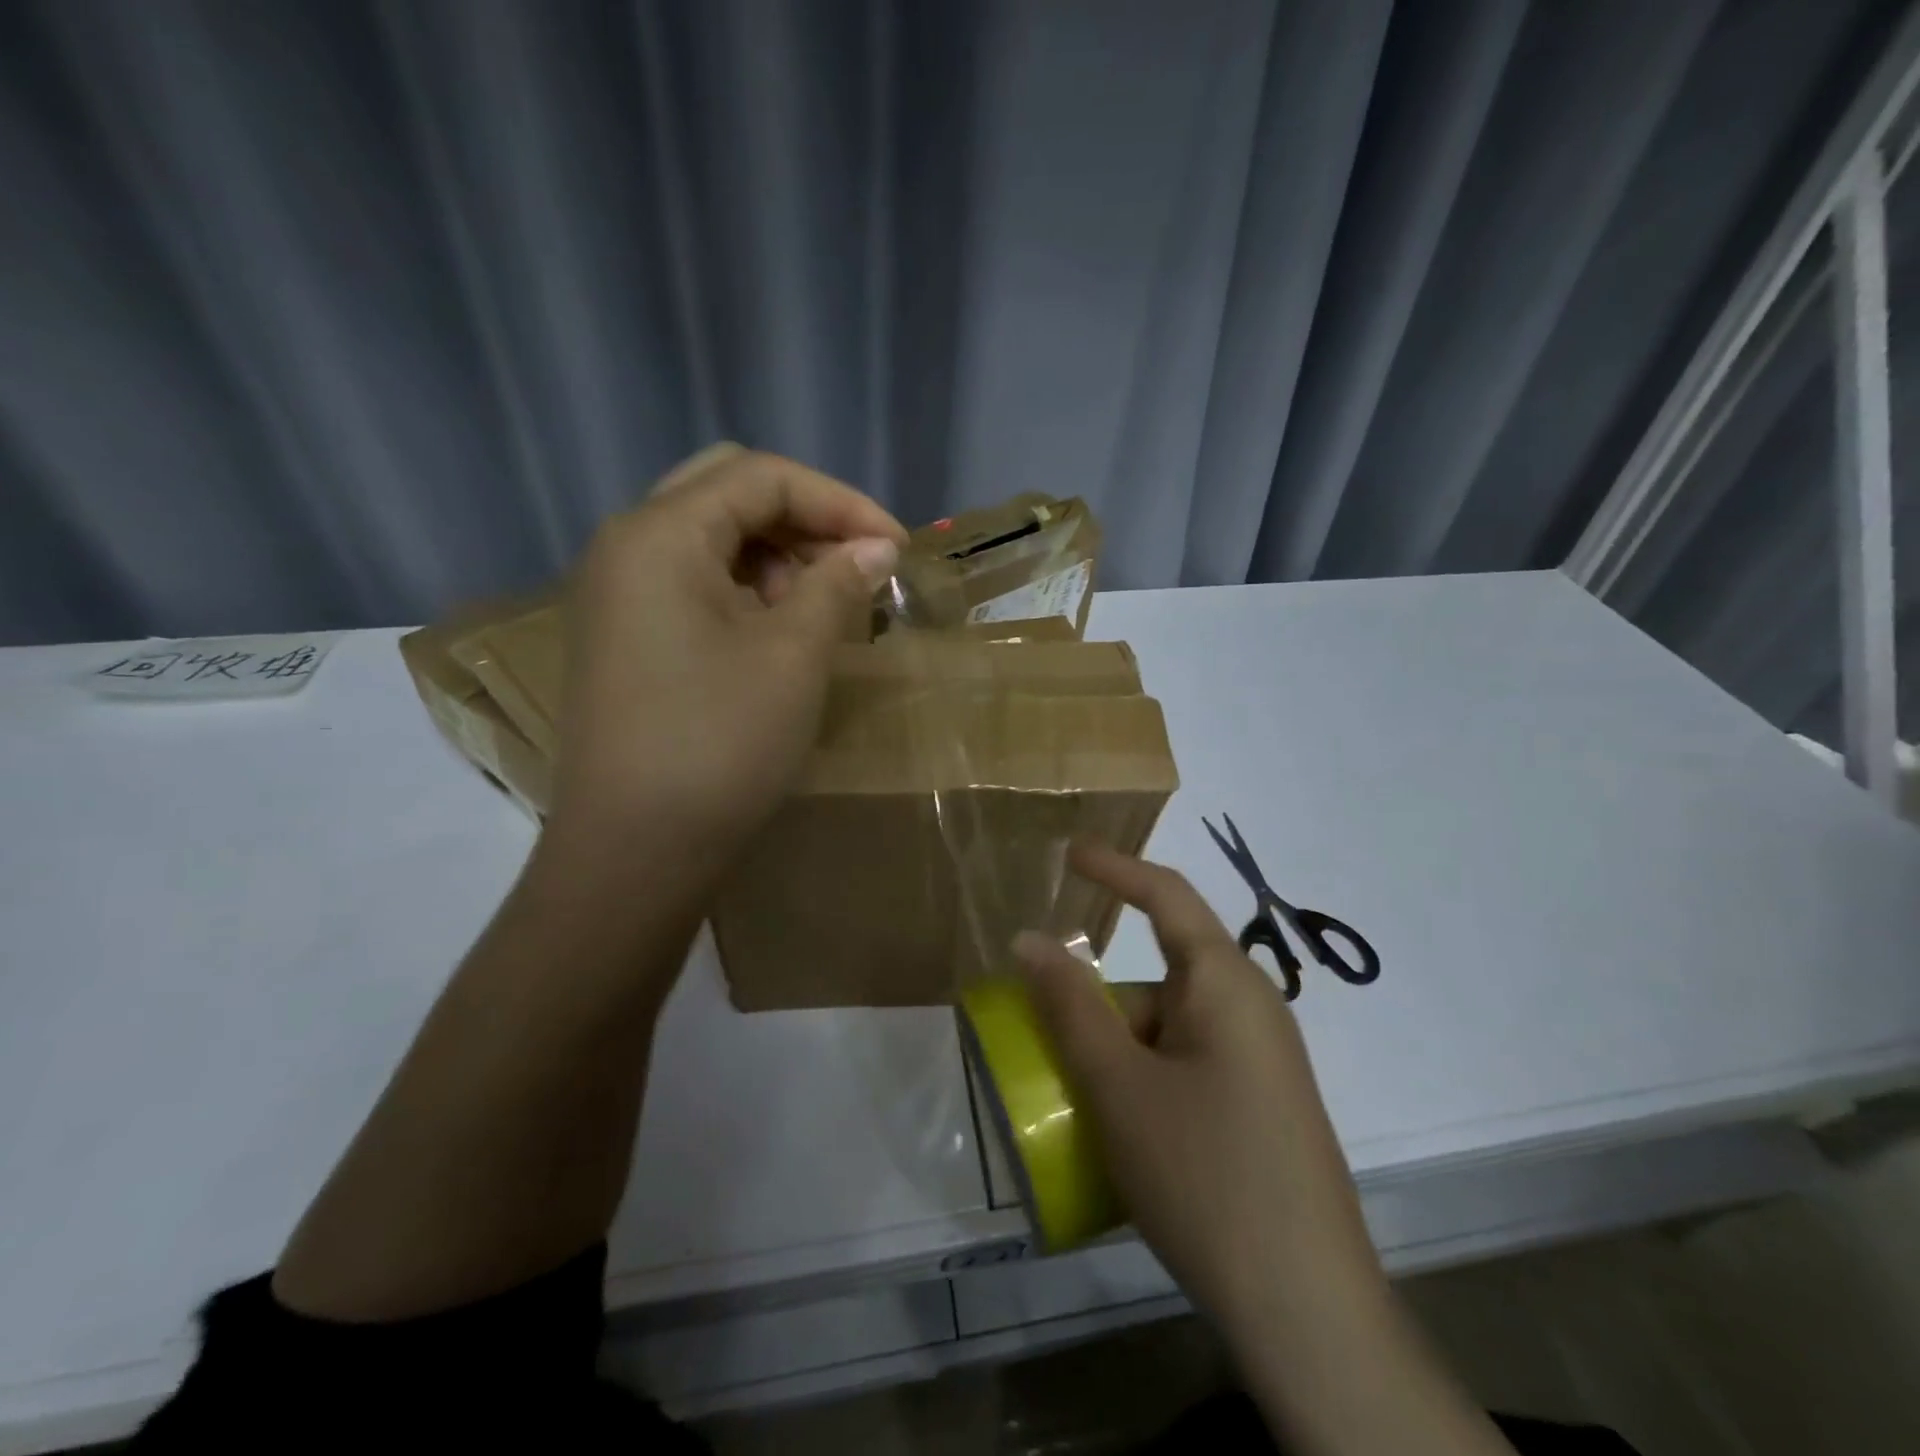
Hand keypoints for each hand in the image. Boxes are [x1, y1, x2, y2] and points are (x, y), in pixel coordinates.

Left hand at [546, 447, 904, 865]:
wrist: (635, 851)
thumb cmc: (720, 744)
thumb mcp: (794, 656)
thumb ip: (837, 584)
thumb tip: (876, 547)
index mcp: (660, 535)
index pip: (760, 477)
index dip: (839, 502)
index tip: (897, 546)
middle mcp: (627, 547)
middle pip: (728, 493)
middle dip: (805, 519)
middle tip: (856, 565)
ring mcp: (619, 594)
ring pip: (711, 538)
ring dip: (777, 555)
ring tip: (824, 606)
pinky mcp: (627, 637)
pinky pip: (694, 584)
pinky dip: (747, 590)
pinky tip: (782, 631)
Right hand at [1012, 842, 1384, 1342]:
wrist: (1307, 1313)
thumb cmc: (1205, 1174)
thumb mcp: (1119, 1086)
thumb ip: (1070, 1006)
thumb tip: (1029, 940)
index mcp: (1226, 984)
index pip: (1166, 896)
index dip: (1114, 868)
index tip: (1067, 853)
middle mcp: (1250, 1010)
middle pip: (1158, 977)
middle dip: (1098, 1003)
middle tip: (1046, 1043)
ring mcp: (1259, 1062)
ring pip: (1167, 1029)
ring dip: (1117, 1052)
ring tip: (1076, 1105)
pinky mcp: (1258, 1106)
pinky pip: (1185, 1067)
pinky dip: (1143, 1080)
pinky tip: (1118, 1134)